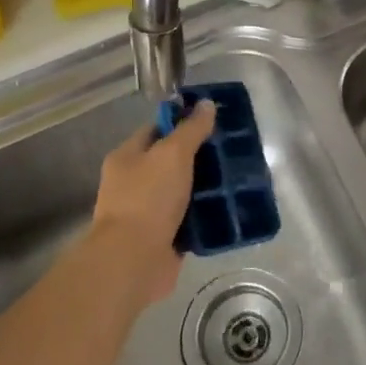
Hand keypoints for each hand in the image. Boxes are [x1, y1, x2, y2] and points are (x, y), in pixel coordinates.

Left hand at [85, 100, 216, 310]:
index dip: (183, 122)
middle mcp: (134, 183)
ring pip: (182, 191)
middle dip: (200, 156)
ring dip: (206, 187)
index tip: (213, 121)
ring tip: (238, 178)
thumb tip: (206, 104)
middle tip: (232, 150)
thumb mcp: (173, 154)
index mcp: (127, 157)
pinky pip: (189, 220)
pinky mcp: (163, 238)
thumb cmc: (149, 198)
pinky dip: (206, 216)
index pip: (156, 129)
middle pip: (171, 162)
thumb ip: (191, 129)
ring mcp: (148, 212)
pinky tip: (230, 208)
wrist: (133, 260)